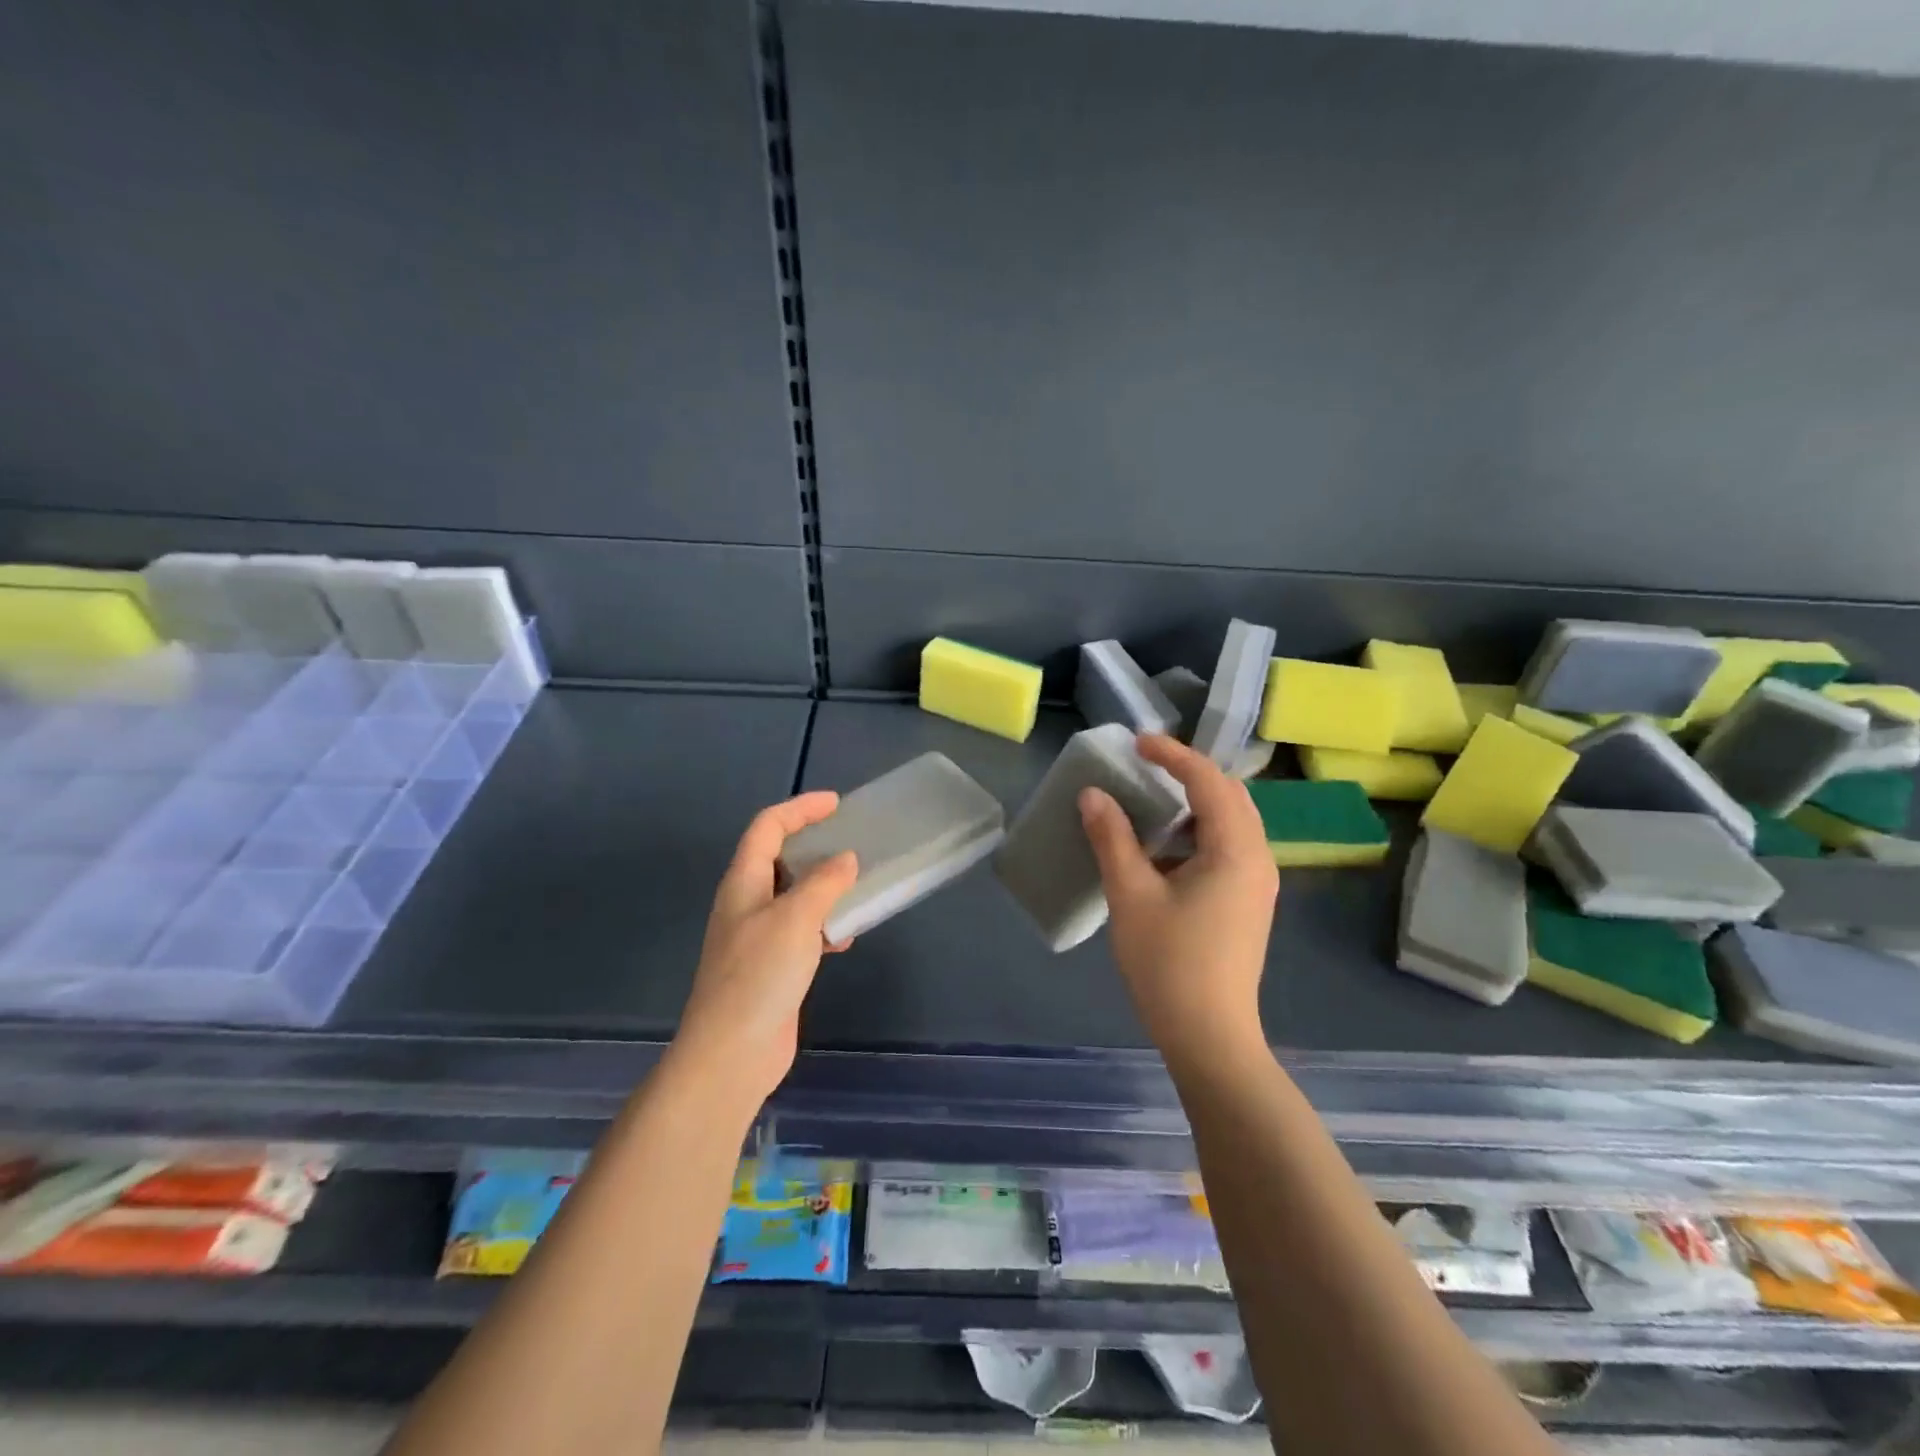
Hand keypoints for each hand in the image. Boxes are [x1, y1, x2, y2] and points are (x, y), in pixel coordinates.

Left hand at [671, 792, 858, 1112]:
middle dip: (813, 844)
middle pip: (778, 858)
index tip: (837, 804)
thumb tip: (846, 859)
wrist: (732, 1054)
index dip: (800, 808)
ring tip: (857, 886)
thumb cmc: (759, 975)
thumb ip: (824, 883)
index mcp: (743, 882)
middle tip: (851, 840)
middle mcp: (747, 903)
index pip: (767, 827)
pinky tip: (845, 938)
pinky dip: (824, 924)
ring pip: (794, 895)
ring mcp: (757, 937)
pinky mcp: (772, 966)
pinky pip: (802, 930)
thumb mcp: (796, 919)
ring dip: (824, 886)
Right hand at [1078, 735, 1277, 1066]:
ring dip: (1196, 803)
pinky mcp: (1249, 904)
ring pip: (1233, 823)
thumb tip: (1093, 795)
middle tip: (1147, 766)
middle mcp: (1258, 858)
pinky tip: (1166, 849)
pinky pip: (1229, 848)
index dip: (1173, 755)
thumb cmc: (1169, 963)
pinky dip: (1200, 832)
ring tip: (1153, 800)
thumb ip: (1112, 838)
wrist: (1210, 1037)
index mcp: (1236, 850)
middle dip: (1190, 773)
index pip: (1210, 781)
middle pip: (1231, 796)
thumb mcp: (1131, 895)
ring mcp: (1258, 884)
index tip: (1137, 743)